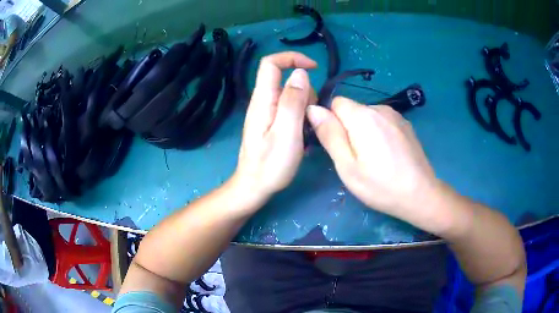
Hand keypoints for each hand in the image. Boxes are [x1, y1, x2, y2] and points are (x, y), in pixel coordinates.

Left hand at [233, 52, 316, 201]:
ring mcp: (266, 113)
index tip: (314, 67)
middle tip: (311, 117)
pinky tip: (303, 137)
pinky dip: (301, 117)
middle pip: (286, 80)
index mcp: (263, 100)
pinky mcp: (270, 123)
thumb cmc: (270, 165)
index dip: (292, 58)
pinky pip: (289, 110)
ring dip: (305, 107)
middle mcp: (262, 102)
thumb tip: (300, 73)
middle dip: (306, 91)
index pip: (271, 63)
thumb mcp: (287, 132)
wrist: (254, 187)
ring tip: (306, 132)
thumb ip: (293, 101)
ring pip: (291, 96)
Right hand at [306, 97, 441, 225]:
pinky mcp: (405, 124)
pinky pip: (382, 121)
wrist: (421, 194)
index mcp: (363, 116)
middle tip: (355, 158)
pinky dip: (379, 132)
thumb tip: (312, 108)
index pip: (335, 103)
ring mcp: (396, 115)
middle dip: (348, 128)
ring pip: (367, 116)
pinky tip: (388, 154)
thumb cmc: (380, 185)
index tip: (338, 145)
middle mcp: (380, 107)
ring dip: (364, 130)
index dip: (331, 122)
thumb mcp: (347, 166)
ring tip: (374, 158)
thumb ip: (329, 134)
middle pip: (352, 109)